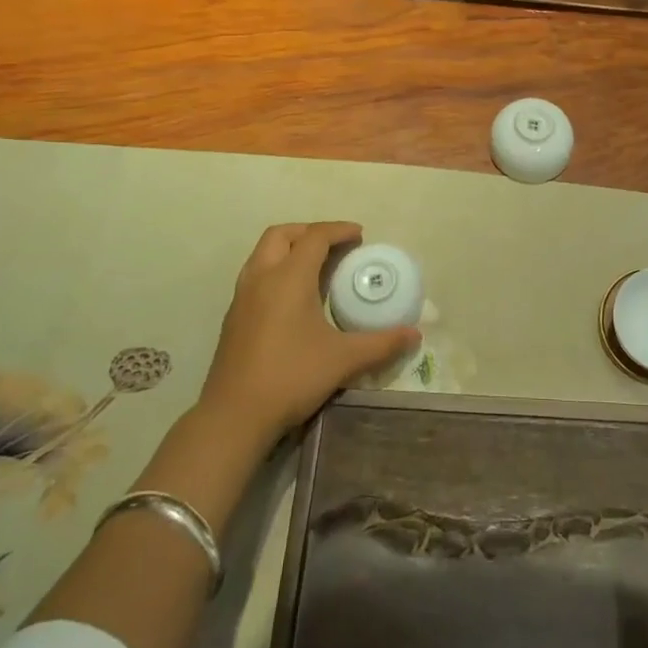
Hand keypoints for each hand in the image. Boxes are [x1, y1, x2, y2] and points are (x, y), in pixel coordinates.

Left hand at [198, 222, 420, 443]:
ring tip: (315, 265)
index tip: (359, 235)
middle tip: (335, 245)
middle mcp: (261, 278)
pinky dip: (276, 269)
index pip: (315, 237)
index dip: (339, 230)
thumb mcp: (343, 360)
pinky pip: (255, 275)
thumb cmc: (291, 377)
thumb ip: (381, 344)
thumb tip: (415, 335)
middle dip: (309, 231)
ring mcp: (242, 297)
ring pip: (263, 253)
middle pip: (282, 234)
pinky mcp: (233, 317)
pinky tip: (292, 297)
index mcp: (289, 278)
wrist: (234, 416)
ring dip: (289, 248)